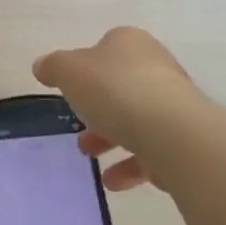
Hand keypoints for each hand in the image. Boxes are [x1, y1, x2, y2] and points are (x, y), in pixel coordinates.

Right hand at [33, 27, 202, 190]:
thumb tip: (42, 66)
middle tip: (78, 127)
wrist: (171, 131)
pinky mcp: (183, 139)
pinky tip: (112, 181)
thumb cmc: (115, 90)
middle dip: (97, 109)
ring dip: (111, 138)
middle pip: (120, 86)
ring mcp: (173, 104)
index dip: (86, 69)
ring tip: (89, 155)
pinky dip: (130, 165)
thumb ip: (53, 67)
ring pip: (136, 119)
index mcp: (130, 43)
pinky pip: (152, 150)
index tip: (71, 90)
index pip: (105, 49)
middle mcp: (156, 67)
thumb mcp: (69, 71)